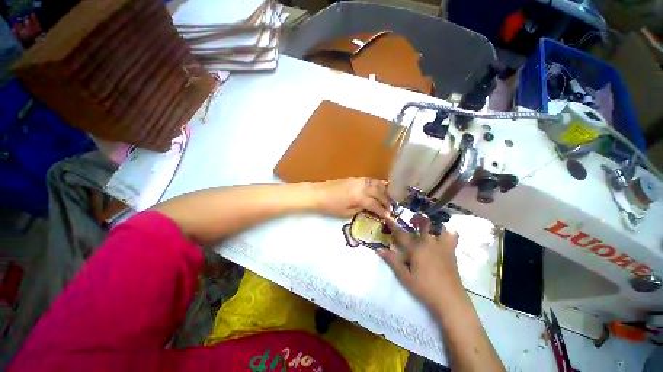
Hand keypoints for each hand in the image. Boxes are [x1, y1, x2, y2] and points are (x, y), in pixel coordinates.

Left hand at [312, 178, 391, 218]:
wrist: (319, 193)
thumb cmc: (331, 206)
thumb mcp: (347, 212)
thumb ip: (361, 209)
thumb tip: (371, 207)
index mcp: (360, 197)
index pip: (376, 204)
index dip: (383, 211)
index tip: (389, 216)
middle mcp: (362, 186)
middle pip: (380, 193)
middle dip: (387, 201)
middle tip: (391, 208)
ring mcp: (359, 180)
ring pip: (377, 184)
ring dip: (385, 191)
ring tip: (390, 198)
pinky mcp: (356, 178)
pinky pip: (371, 180)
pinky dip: (378, 184)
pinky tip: (381, 188)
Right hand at [378, 216, 462, 311]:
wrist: (450, 300)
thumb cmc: (425, 288)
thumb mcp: (405, 276)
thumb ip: (392, 261)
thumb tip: (378, 249)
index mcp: (416, 248)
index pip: (401, 234)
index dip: (393, 226)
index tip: (388, 218)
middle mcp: (429, 243)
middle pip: (422, 226)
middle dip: (417, 220)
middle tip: (412, 219)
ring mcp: (442, 247)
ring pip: (439, 228)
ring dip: (434, 225)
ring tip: (430, 225)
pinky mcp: (451, 253)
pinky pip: (452, 237)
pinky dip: (449, 233)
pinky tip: (444, 235)